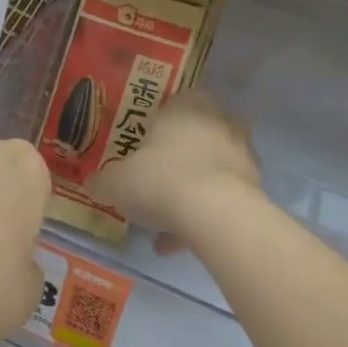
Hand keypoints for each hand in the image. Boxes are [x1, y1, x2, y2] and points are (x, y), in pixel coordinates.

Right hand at [87, 90, 260, 246]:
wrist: (214, 214)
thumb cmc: (160, 180)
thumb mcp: (116, 182)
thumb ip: (103, 181)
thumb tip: (92, 184)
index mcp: (187, 106)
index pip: (176, 102)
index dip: (159, 123)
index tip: (143, 146)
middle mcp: (220, 122)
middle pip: (197, 136)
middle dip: (178, 159)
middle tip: (154, 182)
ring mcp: (242, 154)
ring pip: (210, 170)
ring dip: (190, 192)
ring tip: (163, 224)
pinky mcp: (255, 187)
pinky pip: (221, 199)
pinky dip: (201, 218)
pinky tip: (175, 245)